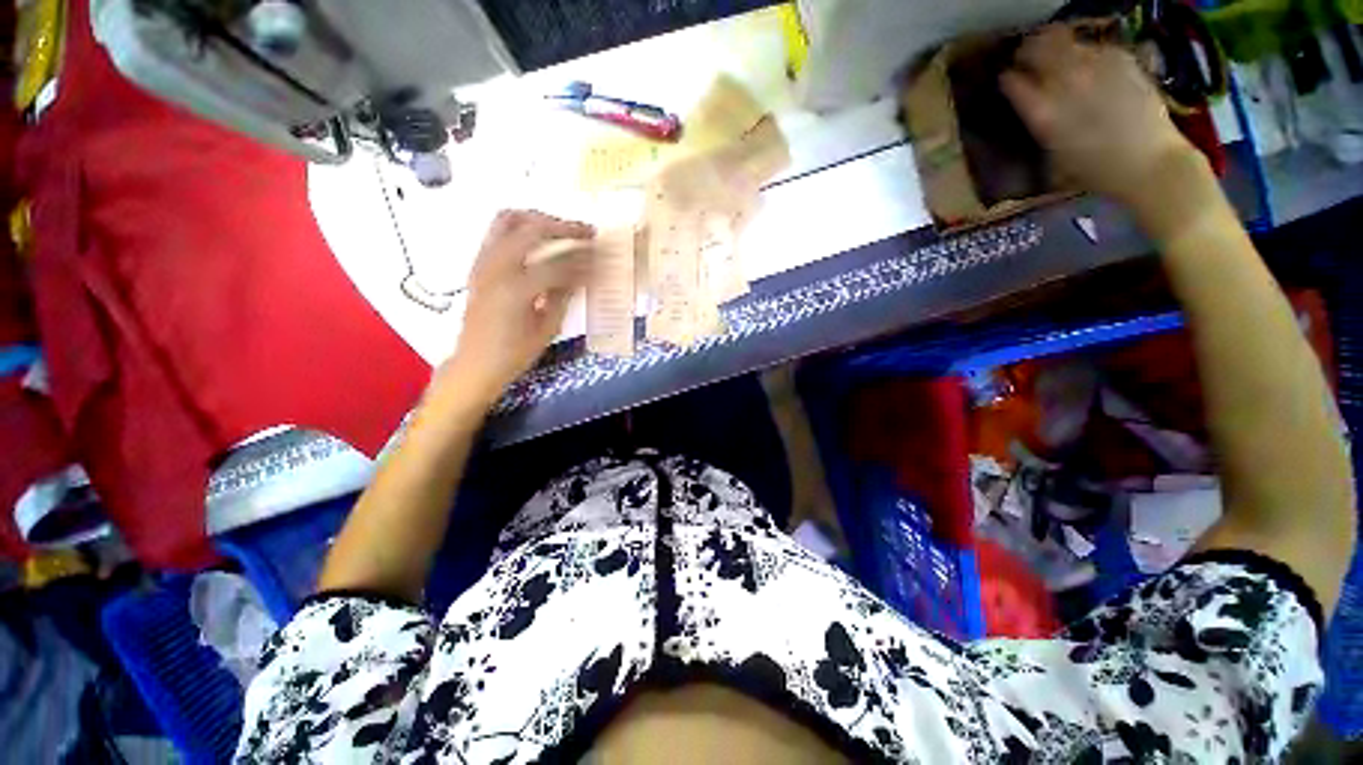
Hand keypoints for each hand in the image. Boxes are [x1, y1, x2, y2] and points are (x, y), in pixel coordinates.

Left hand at [441, 210, 593, 403]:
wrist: (475, 363)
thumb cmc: (514, 354)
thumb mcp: (547, 329)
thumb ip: (563, 296)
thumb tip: (583, 273)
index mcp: (516, 289)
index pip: (558, 264)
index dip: (583, 260)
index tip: (602, 257)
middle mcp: (496, 268)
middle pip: (532, 229)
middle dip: (564, 228)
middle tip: (588, 233)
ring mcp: (483, 262)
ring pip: (509, 220)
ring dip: (540, 220)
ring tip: (563, 229)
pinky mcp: (478, 264)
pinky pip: (497, 231)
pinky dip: (521, 227)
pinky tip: (538, 240)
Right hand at [1001, 25, 1198, 213]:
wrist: (1148, 162)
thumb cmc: (1095, 171)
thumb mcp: (1052, 158)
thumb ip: (1038, 127)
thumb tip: (1029, 108)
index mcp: (1043, 113)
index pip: (1012, 82)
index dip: (1007, 79)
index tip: (1007, 81)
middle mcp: (1066, 83)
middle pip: (1037, 49)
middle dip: (1028, 52)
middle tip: (1026, 58)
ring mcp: (1095, 67)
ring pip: (1064, 40)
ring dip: (1054, 45)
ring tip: (1053, 53)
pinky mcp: (1121, 60)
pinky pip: (1093, 46)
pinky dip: (1084, 50)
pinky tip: (1086, 63)